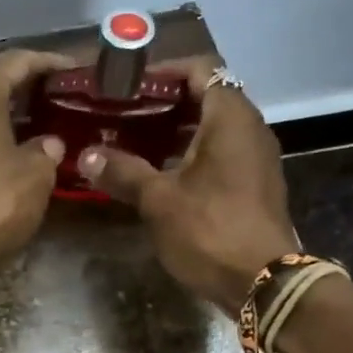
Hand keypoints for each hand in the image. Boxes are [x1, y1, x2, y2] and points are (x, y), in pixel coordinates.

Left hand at [0, 49, 72, 269]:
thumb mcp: (35, 174)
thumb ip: (47, 150)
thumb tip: (49, 144)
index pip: (19, 61)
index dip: (51, 64)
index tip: (78, 72)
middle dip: (29, 85)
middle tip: (63, 96)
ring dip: (9, 110)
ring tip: (45, 120)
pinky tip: (15, 147)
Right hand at [80, 59, 297, 311]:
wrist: (264, 282)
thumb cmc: (210, 230)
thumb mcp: (158, 200)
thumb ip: (123, 171)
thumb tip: (87, 155)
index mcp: (230, 117)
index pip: (200, 69)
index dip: (163, 72)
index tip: (129, 87)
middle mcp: (249, 128)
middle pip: (205, 97)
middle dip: (163, 104)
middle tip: (123, 115)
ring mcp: (255, 157)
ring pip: (212, 128)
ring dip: (175, 131)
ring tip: (133, 143)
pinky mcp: (253, 184)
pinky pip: (220, 153)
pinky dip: (190, 154)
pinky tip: (160, 174)